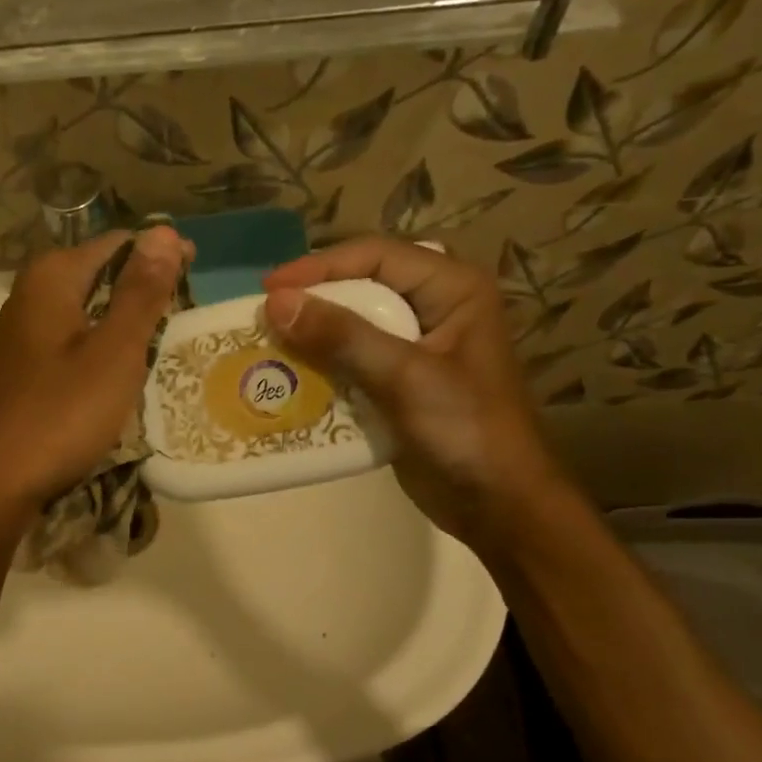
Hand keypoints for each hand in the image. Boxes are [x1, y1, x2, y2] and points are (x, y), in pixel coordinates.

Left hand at [0, 226, 186, 535]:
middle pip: (98, 277)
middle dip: (141, 293)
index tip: (196, 282)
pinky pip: (67, 347)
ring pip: (83, 315)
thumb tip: (164, 230)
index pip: (119, 243)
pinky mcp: (16, 373)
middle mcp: (28, 296)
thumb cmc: (58, 415)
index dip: (161, 257)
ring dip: (120, 326)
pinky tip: (113, 381)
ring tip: (158, 351)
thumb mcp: (113, 353)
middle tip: (182, 324)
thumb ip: (141, 292)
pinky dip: (96, 354)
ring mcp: (17, 337)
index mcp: (52, 278)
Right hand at [262, 236, 572, 546]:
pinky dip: (323, 366)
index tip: (270, 290)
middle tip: (265, 315)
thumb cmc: (464, 430)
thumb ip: (342, 336)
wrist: (496, 504)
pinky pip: (354, 361)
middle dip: (313, 300)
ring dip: (313, 335)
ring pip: (354, 324)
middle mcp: (435, 308)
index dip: (320, 267)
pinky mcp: (400, 383)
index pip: (376, 256)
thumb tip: (277, 303)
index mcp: (452, 289)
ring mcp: (417, 348)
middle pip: (362, 286)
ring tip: (269, 344)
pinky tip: (291, 377)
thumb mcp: (405, 376)